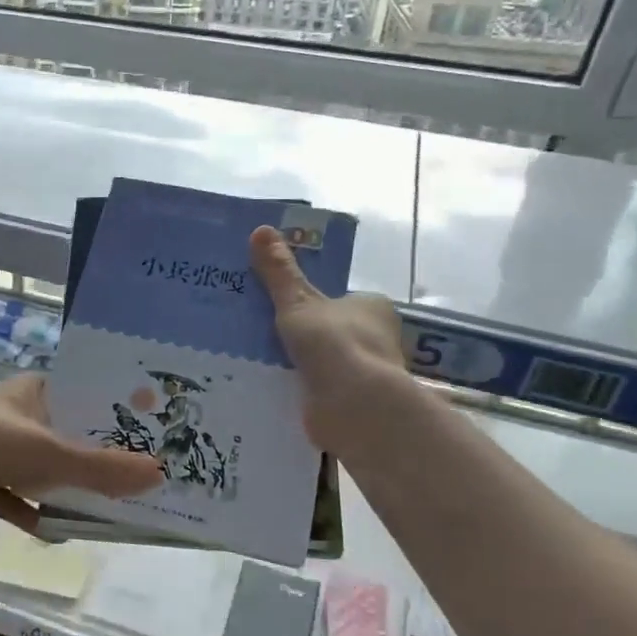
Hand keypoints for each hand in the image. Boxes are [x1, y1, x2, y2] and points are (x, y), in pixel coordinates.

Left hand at [0, 373, 163, 531]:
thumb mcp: (48, 453)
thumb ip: (100, 469)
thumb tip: (158, 475)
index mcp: (33, 390)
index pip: (83, 393)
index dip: (114, 410)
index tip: (150, 430)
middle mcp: (17, 414)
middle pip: (66, 435)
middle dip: (95, 456)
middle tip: (138, 475)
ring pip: (42, 469)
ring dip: (66, 487)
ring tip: (109, 506)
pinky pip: (16, 498)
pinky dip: (34, 513)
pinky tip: (57, 532)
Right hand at [249, 225, 410, 451]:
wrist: (354, 406)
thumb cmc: (333, 343)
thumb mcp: (297, 301)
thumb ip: (279, 271)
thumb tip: (260, 229)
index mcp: (372, 308)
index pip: (343, 300)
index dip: (315, 303)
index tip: (283, 308)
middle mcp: (377, 338)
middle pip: (334, 331)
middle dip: (305, 335)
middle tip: (262, 333)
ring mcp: (367, 374)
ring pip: (327, 363)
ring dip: (302, 365)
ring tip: (258, 360)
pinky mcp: (354, 404)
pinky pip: (321, 390)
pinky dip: (302, 389)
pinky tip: (274, 387)